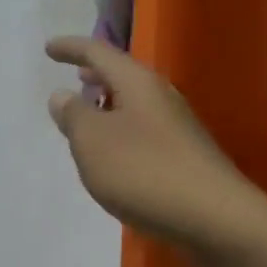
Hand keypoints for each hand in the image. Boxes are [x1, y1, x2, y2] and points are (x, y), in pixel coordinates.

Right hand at [45, 36, 265, 249]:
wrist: (217, 219)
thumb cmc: (145, 171)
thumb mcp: (93, 142)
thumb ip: (74, 115)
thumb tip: (63, 94)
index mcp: (137, 81)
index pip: (98, 52)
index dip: (71, 47)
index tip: (48, 47)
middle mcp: (160, 94)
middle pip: (122, 74)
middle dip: (96, 73)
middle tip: (75, 74)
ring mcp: (177, 125)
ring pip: (135, 102)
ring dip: (110, 103)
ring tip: (90, 114)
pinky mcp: (185, 154)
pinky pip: (144, 128)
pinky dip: (123, 129)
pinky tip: (115, 154)